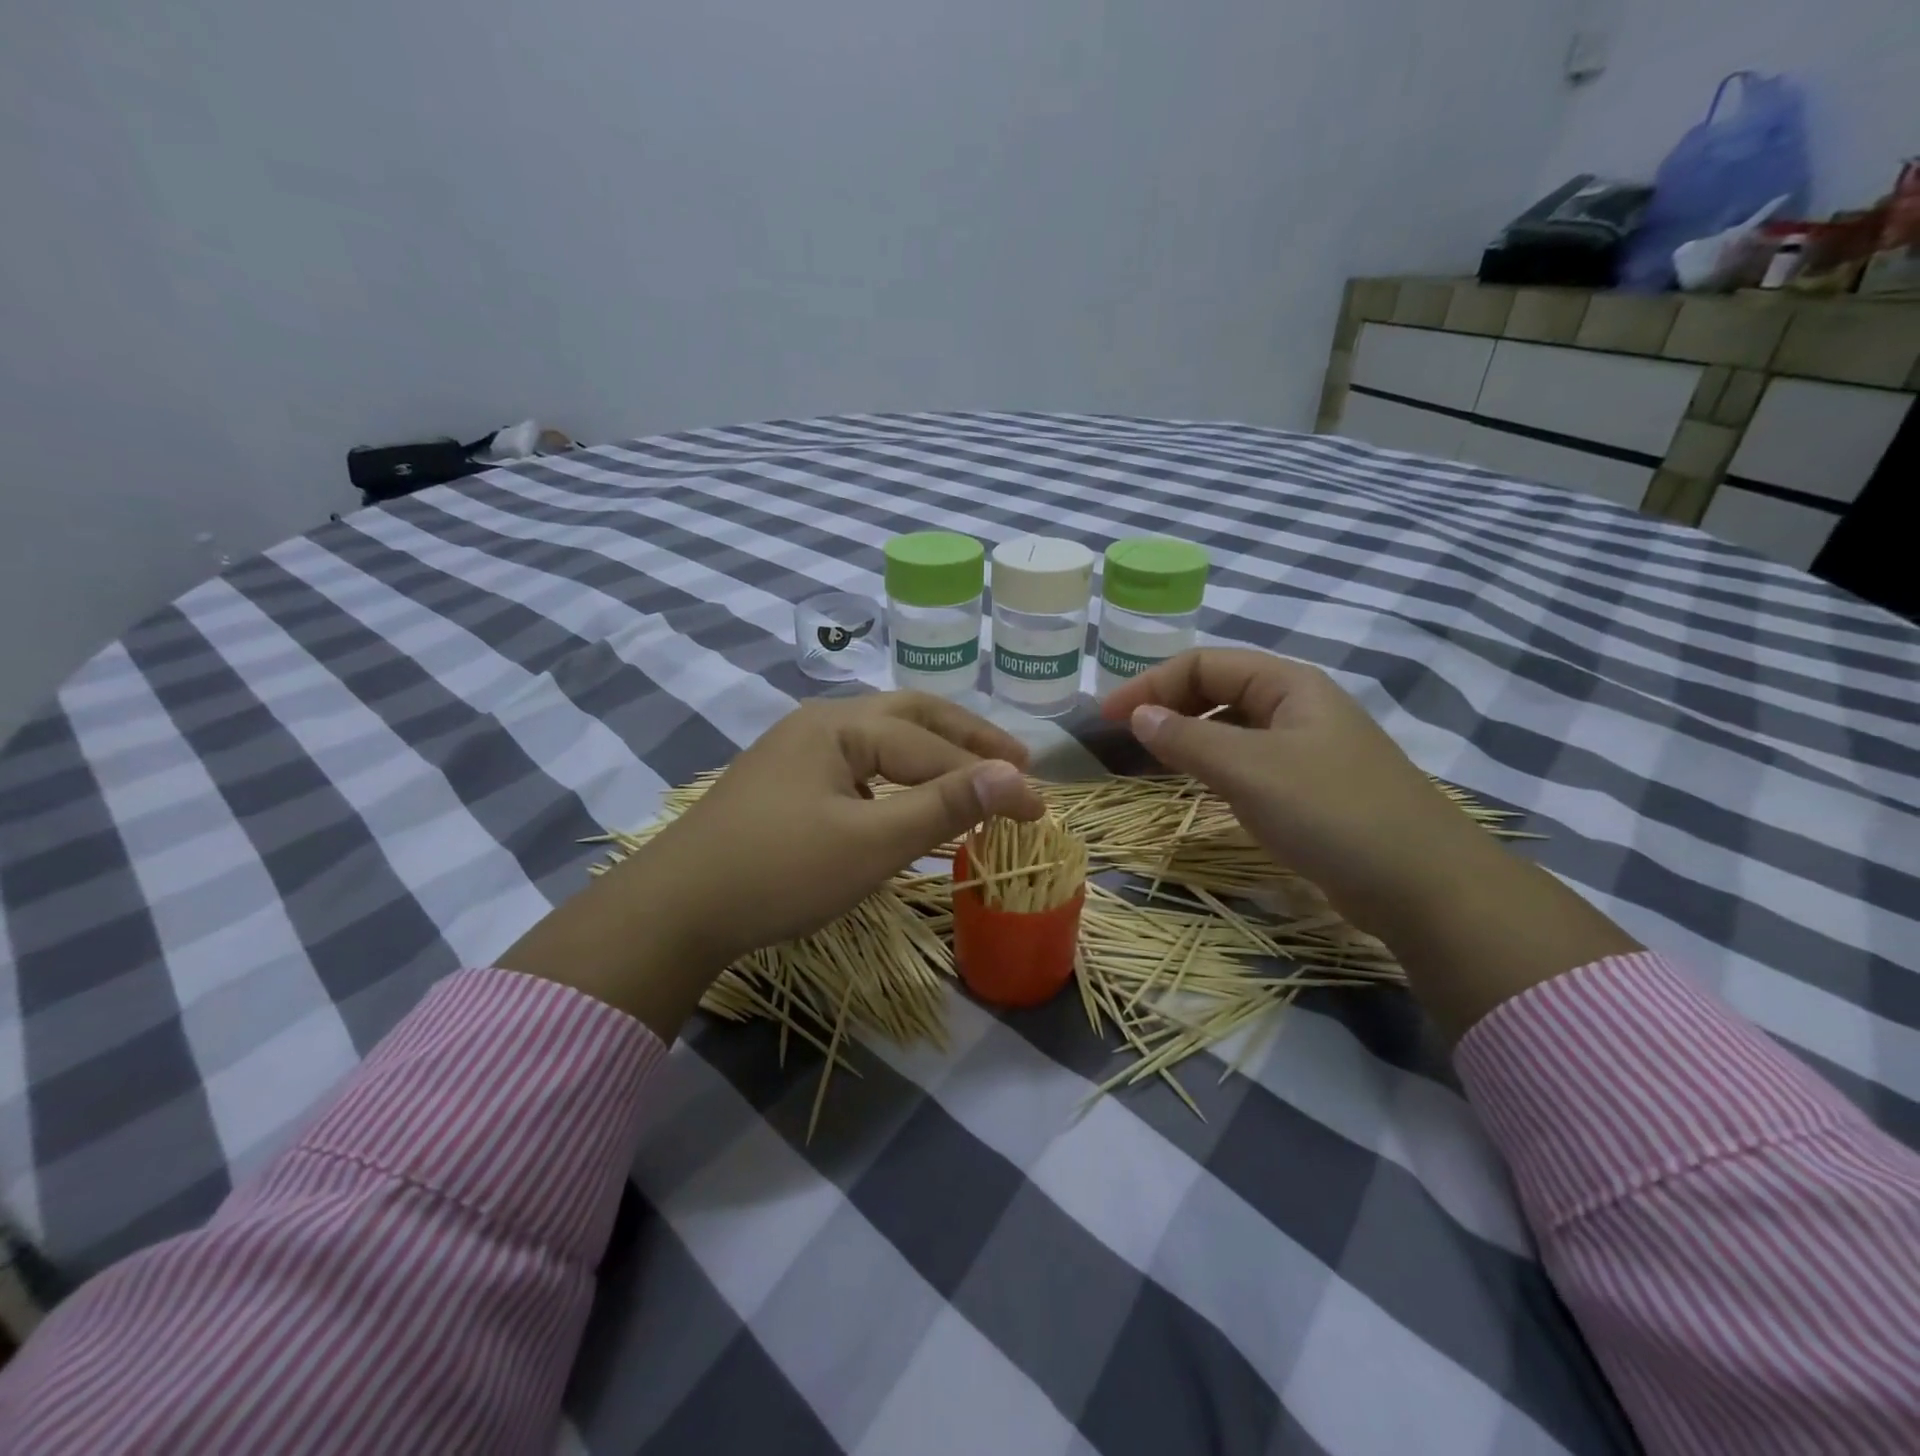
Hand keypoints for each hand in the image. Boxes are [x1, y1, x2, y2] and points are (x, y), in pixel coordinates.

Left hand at [498, 692, 1043, 1036]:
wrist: (675, 910)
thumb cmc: (778, 872)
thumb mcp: (870, 842)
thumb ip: (943, 805)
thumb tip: (1015, 778)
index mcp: (840, 725)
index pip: (933, 745)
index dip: (989, 775)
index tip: (1039, 808)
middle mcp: (820, 723)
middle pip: (910, 717)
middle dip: (967, 737)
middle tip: (1016, 761)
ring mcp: (798, 751)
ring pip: (883, 740)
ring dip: (933, 753)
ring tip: (975, 773)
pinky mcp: (786, 782)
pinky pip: (860, 764)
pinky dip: (899, 774)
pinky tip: (910, 794)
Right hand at [1102, 648, 1480, 930]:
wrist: (1422, 884)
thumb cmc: (1331, 811)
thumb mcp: (1249, 769)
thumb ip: (1187, 738)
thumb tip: (1138, 715)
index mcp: (1288, 684)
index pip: (1203, 664)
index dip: (1150, 684)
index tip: (1107, 717)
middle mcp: (1297, 707)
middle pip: (1217, 689)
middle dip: (1166, 705)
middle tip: (1121, 737)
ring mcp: (1306, 748)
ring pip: (1230, 727)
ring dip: (1186, 735)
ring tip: (1147, 759)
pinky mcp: (1310, 788)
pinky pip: (1246, 761)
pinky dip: (1212, 765)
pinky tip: (1196, 785)